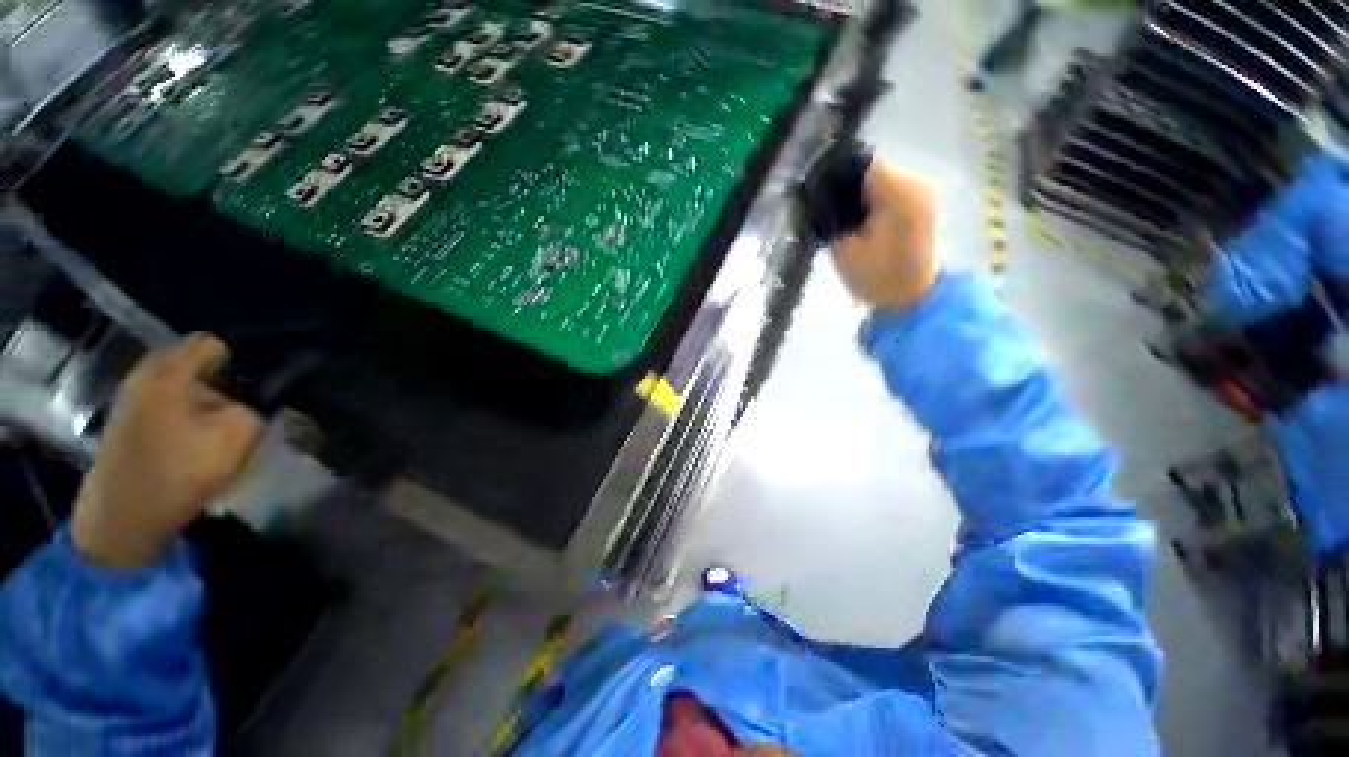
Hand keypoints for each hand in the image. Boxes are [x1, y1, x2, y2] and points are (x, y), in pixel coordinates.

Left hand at [71, 334, 264, 567]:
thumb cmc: (181, 468)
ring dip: (205, 399)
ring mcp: (130, 397)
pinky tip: (193, 440)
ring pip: (181, 384)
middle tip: (240, 410)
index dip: (241, 362)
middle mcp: (145, 372)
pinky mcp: (126, 421)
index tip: (255, 389)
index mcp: (169, 367)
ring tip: (218, 428)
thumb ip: (260, 402)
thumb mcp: (238, 433)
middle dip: (223, 381)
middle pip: (196, 362)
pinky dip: (185, 413)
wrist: (122, 517)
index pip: (214, 343)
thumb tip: (268, 389)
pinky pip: (166, 402)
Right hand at [831, 159, 937, 308]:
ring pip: (879, 178)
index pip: (861, 166)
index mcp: (899, 193)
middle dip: (849, 188)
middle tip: (833, 214)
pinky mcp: (922, 201)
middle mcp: (917, 182)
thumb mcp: (843, 248)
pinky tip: (863, 221)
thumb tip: (822, 195)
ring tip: (848, 220)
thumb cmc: (873, 277)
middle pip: (872, 169)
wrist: (908, 297)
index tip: (822, 201)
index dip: (838, 180)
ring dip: (861, 195)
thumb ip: (832, 215)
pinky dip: (873, 200)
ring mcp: (923, 190)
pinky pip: (889, 189)